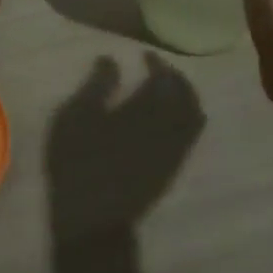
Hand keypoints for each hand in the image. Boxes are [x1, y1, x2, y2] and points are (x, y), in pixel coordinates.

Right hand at [45, 54, 203, 232]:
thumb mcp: (78, 116)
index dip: (158, 64)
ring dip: (186, 98)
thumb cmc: (80, 161)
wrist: (95, 217)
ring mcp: (174, 152)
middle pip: (187, 97)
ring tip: (168, 91)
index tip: (146, 54)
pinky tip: (168, 120)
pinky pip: (190, 138)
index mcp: (146, 111)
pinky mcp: (172, 171)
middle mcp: (169, 128)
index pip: (163, 79)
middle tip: (160, 69)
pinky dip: (185, 119)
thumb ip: (98, 85)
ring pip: (194, 117)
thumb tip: (112, 59)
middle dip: (177, 78)